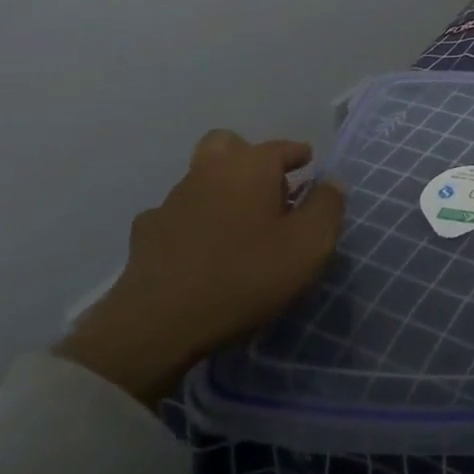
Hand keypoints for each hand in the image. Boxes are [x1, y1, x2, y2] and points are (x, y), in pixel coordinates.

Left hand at [54, 129, 345, 406]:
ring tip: (238, 224)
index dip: (298, 155)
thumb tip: (330, 183)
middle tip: (268, 187)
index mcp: (250, 167)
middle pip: (227, 146)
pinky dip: (191, 223)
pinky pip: (175, 216)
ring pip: (200, 179)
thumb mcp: (309, 244)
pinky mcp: (144, 237)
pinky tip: (200, 250)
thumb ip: (327, 206)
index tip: (309, 167)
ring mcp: (171, 203)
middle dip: (248, 158)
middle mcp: (208, 173)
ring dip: (220, 190)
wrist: (156, 327)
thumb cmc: (245, 276)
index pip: (281, 147)